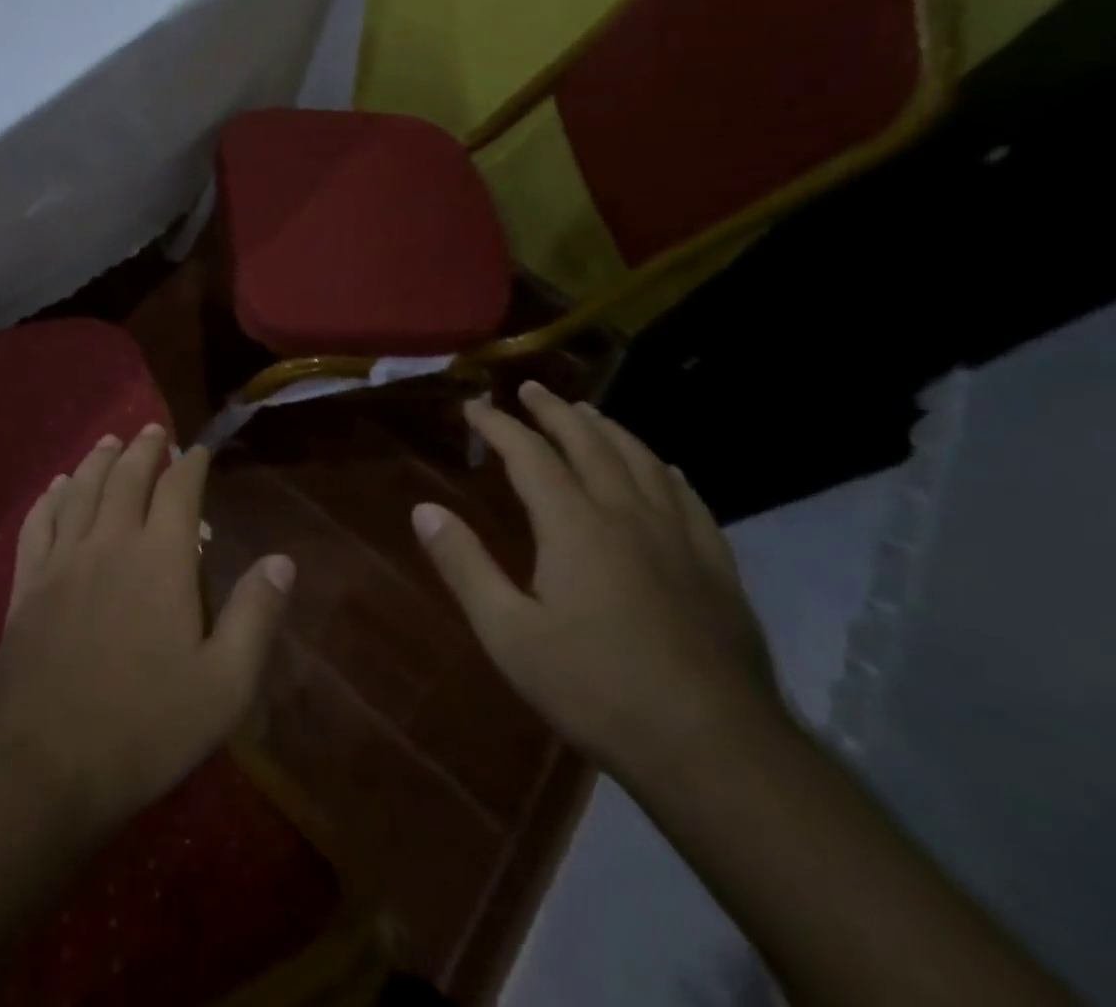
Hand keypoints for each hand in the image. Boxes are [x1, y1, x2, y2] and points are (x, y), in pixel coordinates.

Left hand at [0, 425, 295, 833]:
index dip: (190, 465)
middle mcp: (109, 542)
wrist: (46, 765)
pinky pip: (38, 522)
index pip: (178, 490)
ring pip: (81, 489)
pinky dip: (50, 496)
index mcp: (160, 560)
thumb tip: (282, 559)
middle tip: (154, 431)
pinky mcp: (27, 583)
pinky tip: (57, 486)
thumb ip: (255, 616)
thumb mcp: (224, 685)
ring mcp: (62, 560)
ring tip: (110, 441)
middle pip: (126, 477)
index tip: (199, 450)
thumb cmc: (146, 728)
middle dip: (144, 449)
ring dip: (98, 460)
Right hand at [413, 382, 780, 776]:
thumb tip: (423, 509)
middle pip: (589, 444)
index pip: (530, 455)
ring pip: (642, 462)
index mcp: (575, 525)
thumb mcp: (508, 633)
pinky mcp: (716, 567)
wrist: (715, 750)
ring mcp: (679, 538)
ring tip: (588, 413)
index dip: (499, 425)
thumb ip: (464, 565)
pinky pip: (689, 500)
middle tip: (531, 389)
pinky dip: (666, 472)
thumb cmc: (596, 689)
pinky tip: (664, 468)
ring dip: (609, 430)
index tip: (473, 406)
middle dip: (555, 411)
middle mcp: (627, 515)